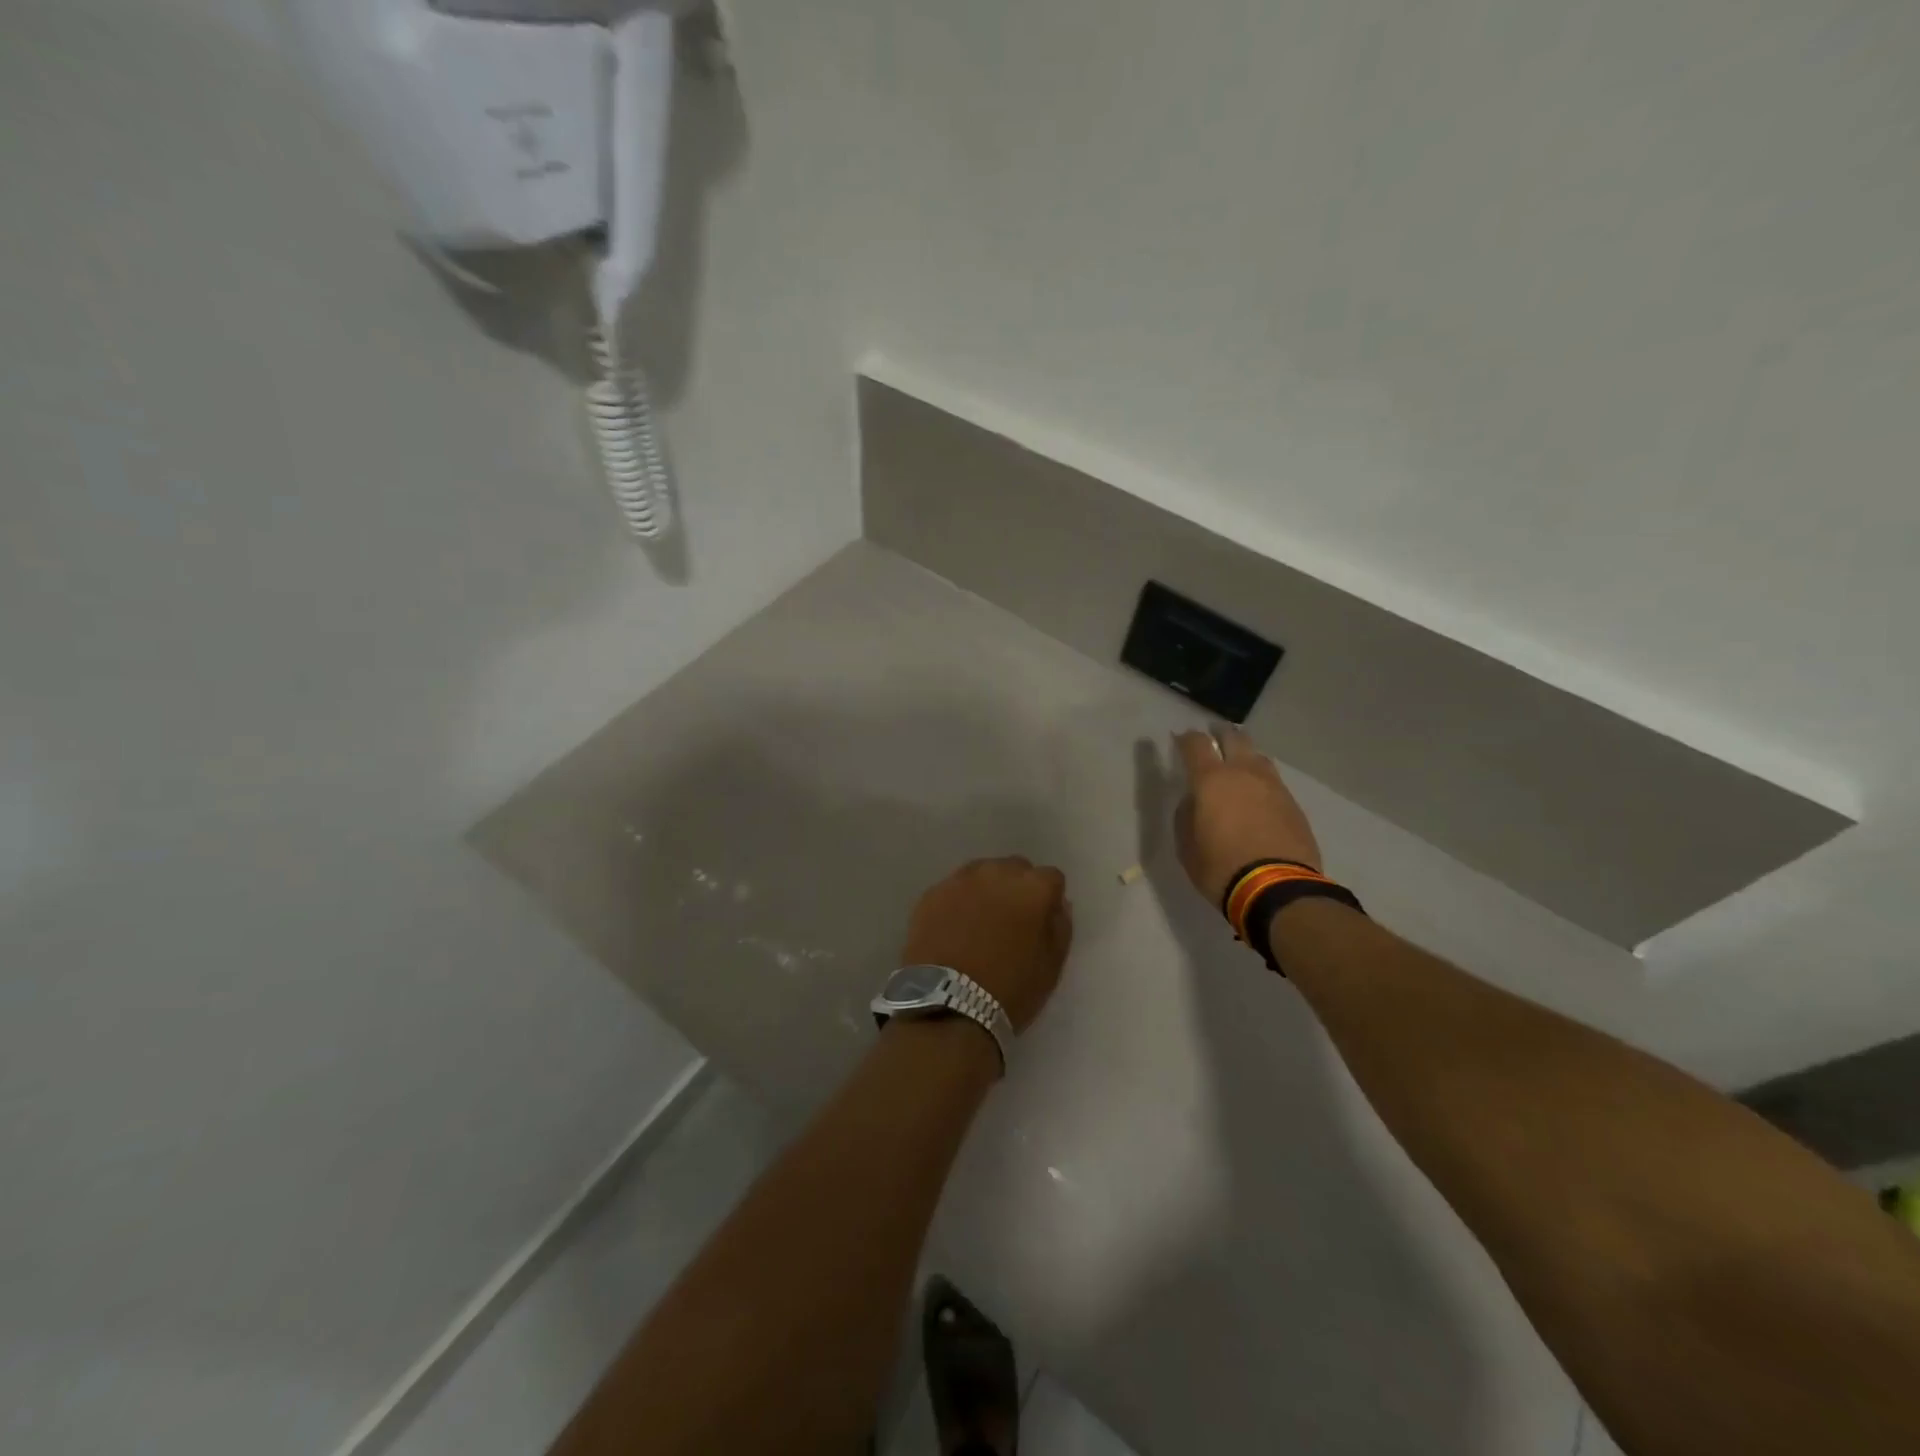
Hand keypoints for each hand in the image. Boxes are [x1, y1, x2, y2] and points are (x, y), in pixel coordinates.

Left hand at [900, 857, 1072, 1032]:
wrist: (947, 1005)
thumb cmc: (1010, 990)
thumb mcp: (1051, 966)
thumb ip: (1059, 927)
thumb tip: (1057, 905)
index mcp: (1032, 888)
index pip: (1051, 878)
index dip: (1049, 899)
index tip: (1042, 921)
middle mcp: (997, 872)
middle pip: (1015, 869)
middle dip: (1018, 888)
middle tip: (1011, 921)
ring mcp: (960, 880)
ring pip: (982, 873)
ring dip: (987, 889)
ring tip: (980, 921)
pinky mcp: (932, 893)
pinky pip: (954, 888)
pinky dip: (959, 901)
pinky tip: (954, 927)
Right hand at [1174, 726, 1322, 905]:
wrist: (1277, 889)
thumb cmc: (1220, 867)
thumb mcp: (1187, 846)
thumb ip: (1187, 815)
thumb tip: (1194, 801)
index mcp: (1211, 780)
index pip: (1196, 744)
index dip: (1186, 738)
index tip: (1179, 739)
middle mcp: (1244, 773)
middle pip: (1234, 737)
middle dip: (1221, 733)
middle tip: (1213, 737)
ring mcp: (1273, 787)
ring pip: (1258, 757)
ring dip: (1245, 755)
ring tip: (1238, 765)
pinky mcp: (1293, 804)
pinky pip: (1273, 782)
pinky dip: (1261, 781)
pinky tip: (1257, 795)